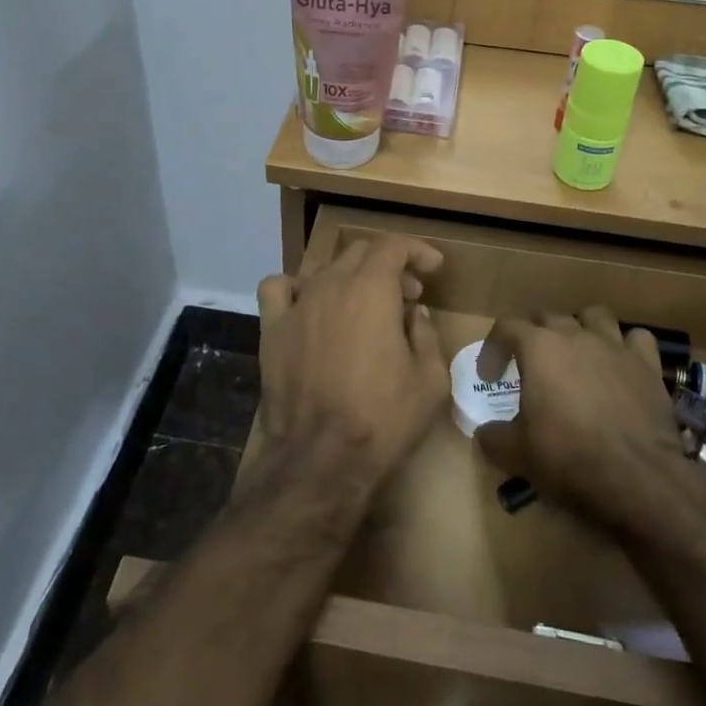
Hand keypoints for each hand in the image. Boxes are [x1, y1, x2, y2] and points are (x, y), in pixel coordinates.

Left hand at [255, 237, 447, 494]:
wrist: (321, 460)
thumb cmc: (382, 420)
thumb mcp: (430, 380)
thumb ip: (426, 336)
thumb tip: (414, 316)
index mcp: (372, 289)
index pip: (394, 246)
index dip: (417, 251)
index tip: (433, 268)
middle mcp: (331, 285)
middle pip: (361, 253)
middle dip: (390, 266)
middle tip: (409, 296)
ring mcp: (297, 305)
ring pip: (326, 269)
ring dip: (352, 277)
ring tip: (365, 305)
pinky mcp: (272, 329)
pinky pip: (278, 289)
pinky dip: (297, 288)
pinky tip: (309, 306)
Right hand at [475, 307, 705, 535]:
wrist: (638, 480)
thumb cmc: (569, 458)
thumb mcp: (516, 454)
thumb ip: (493, 437)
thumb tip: (485, 433)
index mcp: (539, 348)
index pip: (506, 327)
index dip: (493, 348)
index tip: (490, 375)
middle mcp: (575, 336)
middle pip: (548, 317)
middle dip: (534, 336)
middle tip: (530, 366)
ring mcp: (615, 346)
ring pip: (594, 316)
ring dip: (580, 329)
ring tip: (577, 354)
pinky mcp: (648, 365)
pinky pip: (636, 339)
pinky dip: (626, 347)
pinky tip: (621, 365)